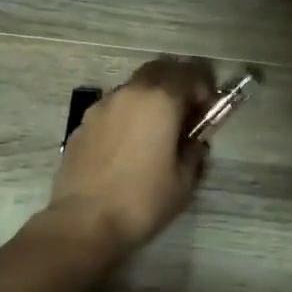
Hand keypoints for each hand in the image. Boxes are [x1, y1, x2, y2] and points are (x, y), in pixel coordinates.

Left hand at [45, 59, 215, 258]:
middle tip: (185, 110)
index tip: (208, 108)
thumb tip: (194, 143)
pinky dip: (127, 115)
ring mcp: (101, 106)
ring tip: (156, 129)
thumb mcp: (184, 182)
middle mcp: (129, 93)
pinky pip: (113, 108)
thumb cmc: (142, 201)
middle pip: (158, 70)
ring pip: (133, 87)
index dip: (203, 88)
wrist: (83, 221)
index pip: (188, 75)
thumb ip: (194, 153)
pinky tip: (128, 144)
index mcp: (160, 100)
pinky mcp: (83, 124)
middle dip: (176, 83)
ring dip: (149, 97)